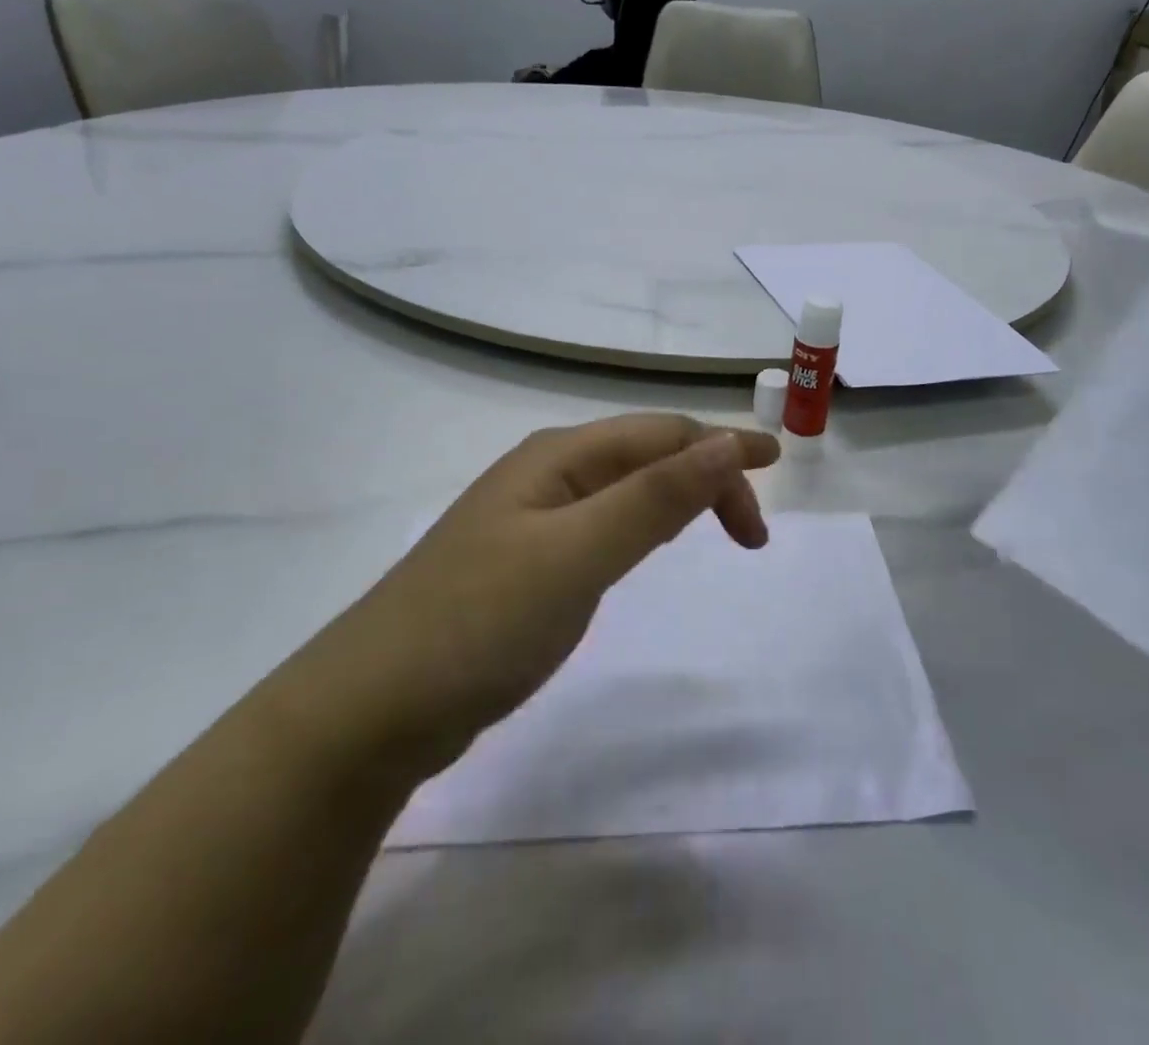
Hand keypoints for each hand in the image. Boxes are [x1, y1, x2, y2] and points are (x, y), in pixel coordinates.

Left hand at [282, 416, 781, 784]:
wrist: (369, 712)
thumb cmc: (480, 622)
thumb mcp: (578, 554)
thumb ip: (656, 497)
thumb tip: (728, 442)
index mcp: (558, 458)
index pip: (662, 435)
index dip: (723, 447)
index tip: (779, 470)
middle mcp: (544, 474)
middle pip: (645, 455)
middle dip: (706, 475)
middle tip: (750, 535)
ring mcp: (528, 519)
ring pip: (623, 488)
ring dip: (676, 497)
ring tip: (715, 527)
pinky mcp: (521, 564)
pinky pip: (601, 524)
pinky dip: (642, 526)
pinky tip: (642, 548)